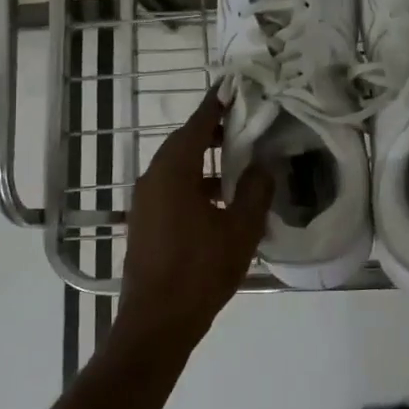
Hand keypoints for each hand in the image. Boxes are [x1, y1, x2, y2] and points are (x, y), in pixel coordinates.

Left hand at [117, 89, 273, 346]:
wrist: (157, 321)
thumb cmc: (200, 271)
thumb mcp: (240, 230)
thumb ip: (255, 192)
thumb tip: (263, 166)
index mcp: (173, 172)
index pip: (196, 126)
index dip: (215, 105)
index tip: (232, 87)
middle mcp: (153, 179)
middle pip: (183, 143)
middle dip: (211, 130)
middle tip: (242, 121)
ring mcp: (145, 201)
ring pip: (176, 166)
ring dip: (204, 158)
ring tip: (237, 158)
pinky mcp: (145, 221)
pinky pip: (171, 187)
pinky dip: (194, 181)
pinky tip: (219, 198)